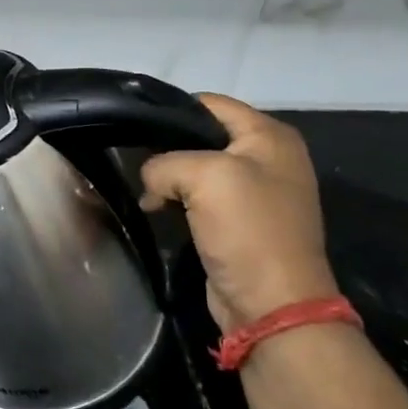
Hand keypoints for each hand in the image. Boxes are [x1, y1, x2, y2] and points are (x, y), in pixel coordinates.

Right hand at [140, 94, 337, 331]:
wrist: (272, 304)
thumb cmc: (247, 229)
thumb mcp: (203, 177)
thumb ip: (164, 163)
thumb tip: (151, 180)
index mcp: (270, 136)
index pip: (210, 103)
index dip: (172, 111)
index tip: (136, 126)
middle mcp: (268, 157)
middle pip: (202, 135)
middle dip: (167, 147)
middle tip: (135, 160)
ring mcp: (256, 191)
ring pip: (197, 167)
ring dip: (169, 178)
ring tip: (145, 189)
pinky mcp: (240, 221)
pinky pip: (200, 196)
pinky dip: (177, 200)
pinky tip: (158, 209)